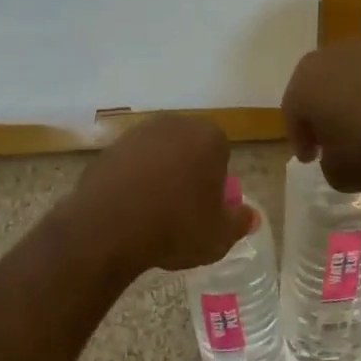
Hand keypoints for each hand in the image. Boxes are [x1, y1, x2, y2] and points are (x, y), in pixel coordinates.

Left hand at [62, 115, 251, 274]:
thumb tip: (251, 216)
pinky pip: (132, 163)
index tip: (208, 207)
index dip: (216, 182)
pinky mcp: (111, 147)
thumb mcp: (218, 236)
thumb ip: (239, 222)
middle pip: (189, 148)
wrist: (109, 226)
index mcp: (208, 136)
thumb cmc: (175, 226)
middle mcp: (174, 124)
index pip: (221, 153)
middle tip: (183, 210)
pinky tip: (130, 208)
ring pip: (159, 153)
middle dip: (189, 172)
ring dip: (160, 175)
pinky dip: (133, 180)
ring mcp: (139, 132)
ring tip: (154, 212)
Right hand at [282, 38, 360, 194]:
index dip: (299, 137)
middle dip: (321, 111)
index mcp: (306, 82)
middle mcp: (331, 57)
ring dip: (349, 99)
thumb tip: (336, 152)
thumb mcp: (338, 175)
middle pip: (317, 85)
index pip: (293, 111)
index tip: (310, 158)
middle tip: (329, 139)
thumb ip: (327, 160)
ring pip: (348, 77)